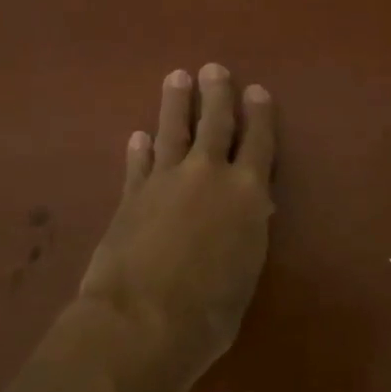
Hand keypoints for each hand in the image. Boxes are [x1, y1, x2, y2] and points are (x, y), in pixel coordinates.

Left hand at [76, 64, 276, 391]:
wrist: (140, 322)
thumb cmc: (208, 313)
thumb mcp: (245, 273)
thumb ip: (247, 234)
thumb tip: (250, 211)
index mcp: (247, 194)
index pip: (258, 142)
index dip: (259, 114)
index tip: (256, 90)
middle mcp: (208, 175)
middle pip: (214, 123)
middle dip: (216, 94)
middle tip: (213, 69)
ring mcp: (166, 181)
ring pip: (172, 131)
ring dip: (175, 103)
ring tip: (176, 77)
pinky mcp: (131, 196)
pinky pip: (138, 163)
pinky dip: (139, 149)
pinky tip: (137, 136)